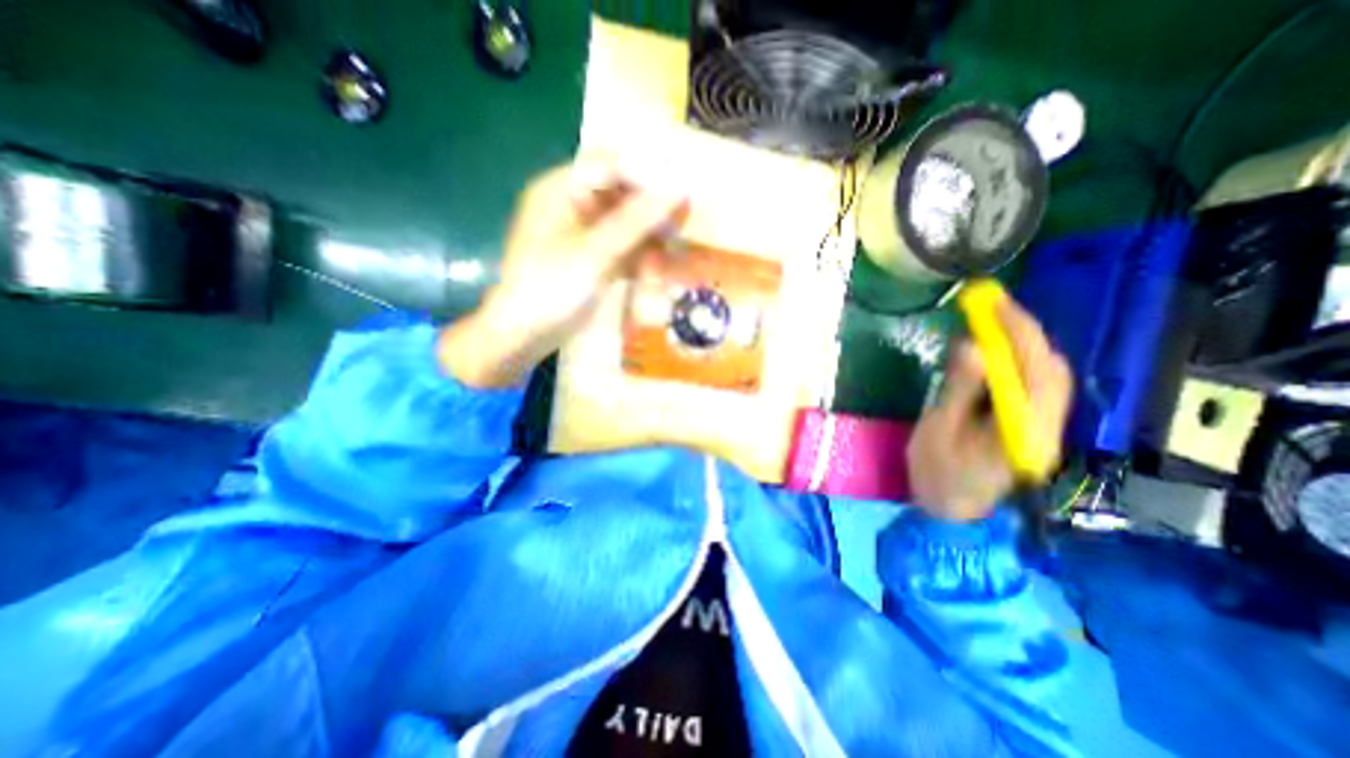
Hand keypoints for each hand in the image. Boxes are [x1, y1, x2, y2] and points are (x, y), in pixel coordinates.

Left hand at [445, 164, 687, 389]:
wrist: (523, 336)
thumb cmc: (549, 290)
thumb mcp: (593, 254)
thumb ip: (634, 221)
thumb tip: (676, 190)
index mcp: (561, 190)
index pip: (610, 165)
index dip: (647, 175)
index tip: (680, 193)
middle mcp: (574, 206)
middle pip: (624, 197)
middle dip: (655, 217)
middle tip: (684, 232)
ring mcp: (585, 236)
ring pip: (630, 228)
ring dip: (654, 245)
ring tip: (677, 265)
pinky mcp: (593, 260)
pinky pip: (626, 252)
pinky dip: (644, 262)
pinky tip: (661, 276)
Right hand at [906, 296, 1078, 520]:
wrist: (952, 512)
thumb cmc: (939, 474)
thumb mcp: (939, 431)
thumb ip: (960, 390)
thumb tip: (973, 346)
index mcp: (1023, 430)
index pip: (1032, 369)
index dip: (1015, 330)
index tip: (992, 302)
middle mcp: (1046, 425)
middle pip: (1048, 367)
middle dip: (1023, 331)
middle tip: (990, 306)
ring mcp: (1043, 427)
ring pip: (1047, 374)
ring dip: (1023, 343)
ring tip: (992, 321)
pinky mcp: (1031, 426)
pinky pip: (1034, 385)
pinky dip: (1019, 360)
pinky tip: (996, 351)